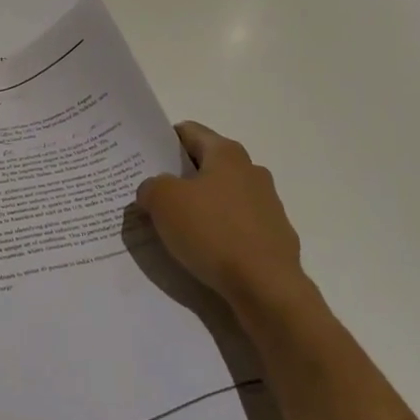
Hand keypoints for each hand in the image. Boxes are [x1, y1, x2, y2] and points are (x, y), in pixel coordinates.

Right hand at [135, 122, 307, 316]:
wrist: (267, 287)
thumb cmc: (213, 232)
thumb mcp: (164, 202)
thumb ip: (151, 187)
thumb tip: (152, 191)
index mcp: (226, 153)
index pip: (189, 132)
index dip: (163, 141)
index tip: (144, 159)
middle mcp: (251, 170)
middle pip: (207, 164)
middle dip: (181, 176)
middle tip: (153, 194)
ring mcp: (267, 204)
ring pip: (223, 196)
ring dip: (201, 206)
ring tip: (176, 227)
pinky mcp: (274, 236)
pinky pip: (237, 225)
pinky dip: (219, 232)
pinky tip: (204, 251)